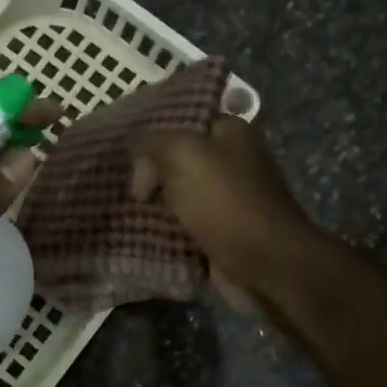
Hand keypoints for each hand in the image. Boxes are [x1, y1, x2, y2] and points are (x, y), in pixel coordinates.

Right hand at [130, 115, 320, 310]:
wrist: (264, 264)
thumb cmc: (225, 201)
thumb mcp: (182, 154)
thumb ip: (153, 144)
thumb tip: (139, 163)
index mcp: (231, 133)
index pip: (184, 122)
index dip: (154, 135)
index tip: (126, 154)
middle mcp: (233, 162)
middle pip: (179, 161)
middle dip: (151, 173)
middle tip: (121, 186)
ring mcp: (228, 200)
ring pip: (179, 196)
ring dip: (154, 206)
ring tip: (123, 210)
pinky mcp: (222, 234)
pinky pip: (184, 227)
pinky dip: (165, 232)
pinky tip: (140, 235)